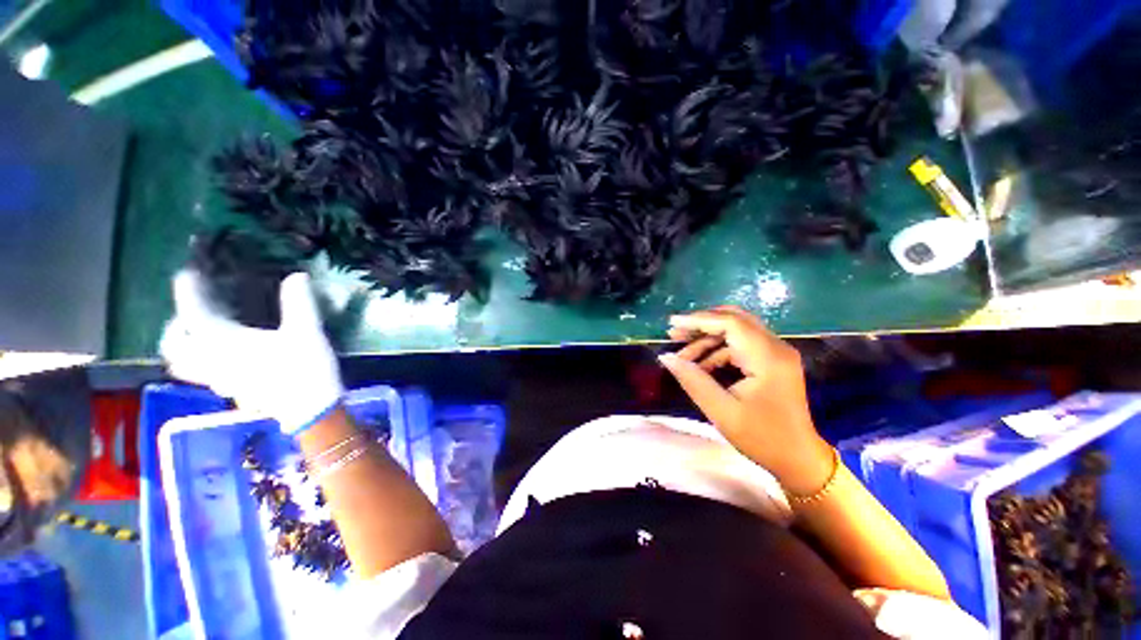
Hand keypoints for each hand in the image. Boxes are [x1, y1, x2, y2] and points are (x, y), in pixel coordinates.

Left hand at [159, 271, 343, 434]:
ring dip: (183, 348)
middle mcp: (212, 361)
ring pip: (183, 364)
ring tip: (198, 336)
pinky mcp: (233, 391)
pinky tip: (221, 358)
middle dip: (175, 326)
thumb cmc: (305, 370)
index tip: (188, 273)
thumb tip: (297, 276)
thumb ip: (299, 303)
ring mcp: (220, 379)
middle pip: (174, 345)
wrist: (310, 412)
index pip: (194, 313)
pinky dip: (200, 363)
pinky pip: (202, 375)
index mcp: (225, 343)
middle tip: (190, 312)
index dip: (188, 291)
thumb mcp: (307, 332)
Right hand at [658, 306, 833, 495]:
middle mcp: (775, 347)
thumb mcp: (722, 411)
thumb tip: (666, 357)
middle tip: (674, 334)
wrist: (799, 459)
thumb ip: (693, 380)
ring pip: (736, 331)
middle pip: (734, 320)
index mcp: (767, 357)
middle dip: (701, 324)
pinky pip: (740, 345)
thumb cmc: (762, 438)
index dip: (698, 320)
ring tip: (682, 354)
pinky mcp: (772, 361)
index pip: (730, 323)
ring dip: (707, 339)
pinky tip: (701, 365)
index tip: (672, 323)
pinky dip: (717, 350)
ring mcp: (776, 353)